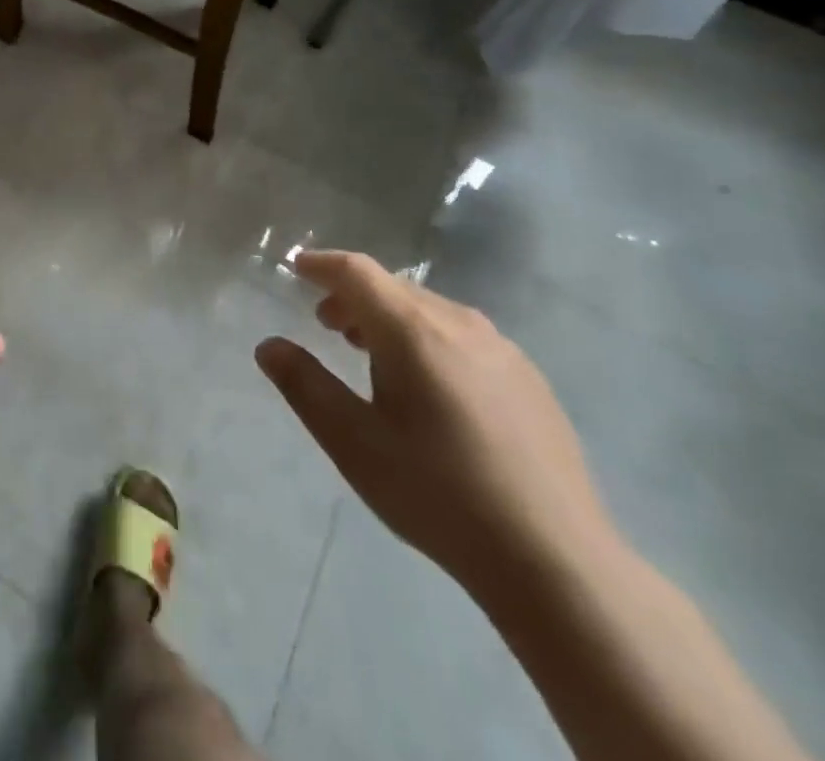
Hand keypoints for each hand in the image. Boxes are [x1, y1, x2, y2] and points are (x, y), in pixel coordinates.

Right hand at [256, 252, 614, 596]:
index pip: (357, 272)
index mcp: (413, 331)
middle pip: (393, 288)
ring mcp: (502, 350)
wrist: (555, 561)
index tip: (297, 267)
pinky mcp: (530, 380)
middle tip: (326, 326)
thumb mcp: (353, 442)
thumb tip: (269, 346)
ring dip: (390, 318)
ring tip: (371, 354)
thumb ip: (304, 386)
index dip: (322, 264)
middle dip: (353, 297)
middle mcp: (459, 324)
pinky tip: (430, 387)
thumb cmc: (438, 493)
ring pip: (430, 310)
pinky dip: (428, 338)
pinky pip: (463, 336)